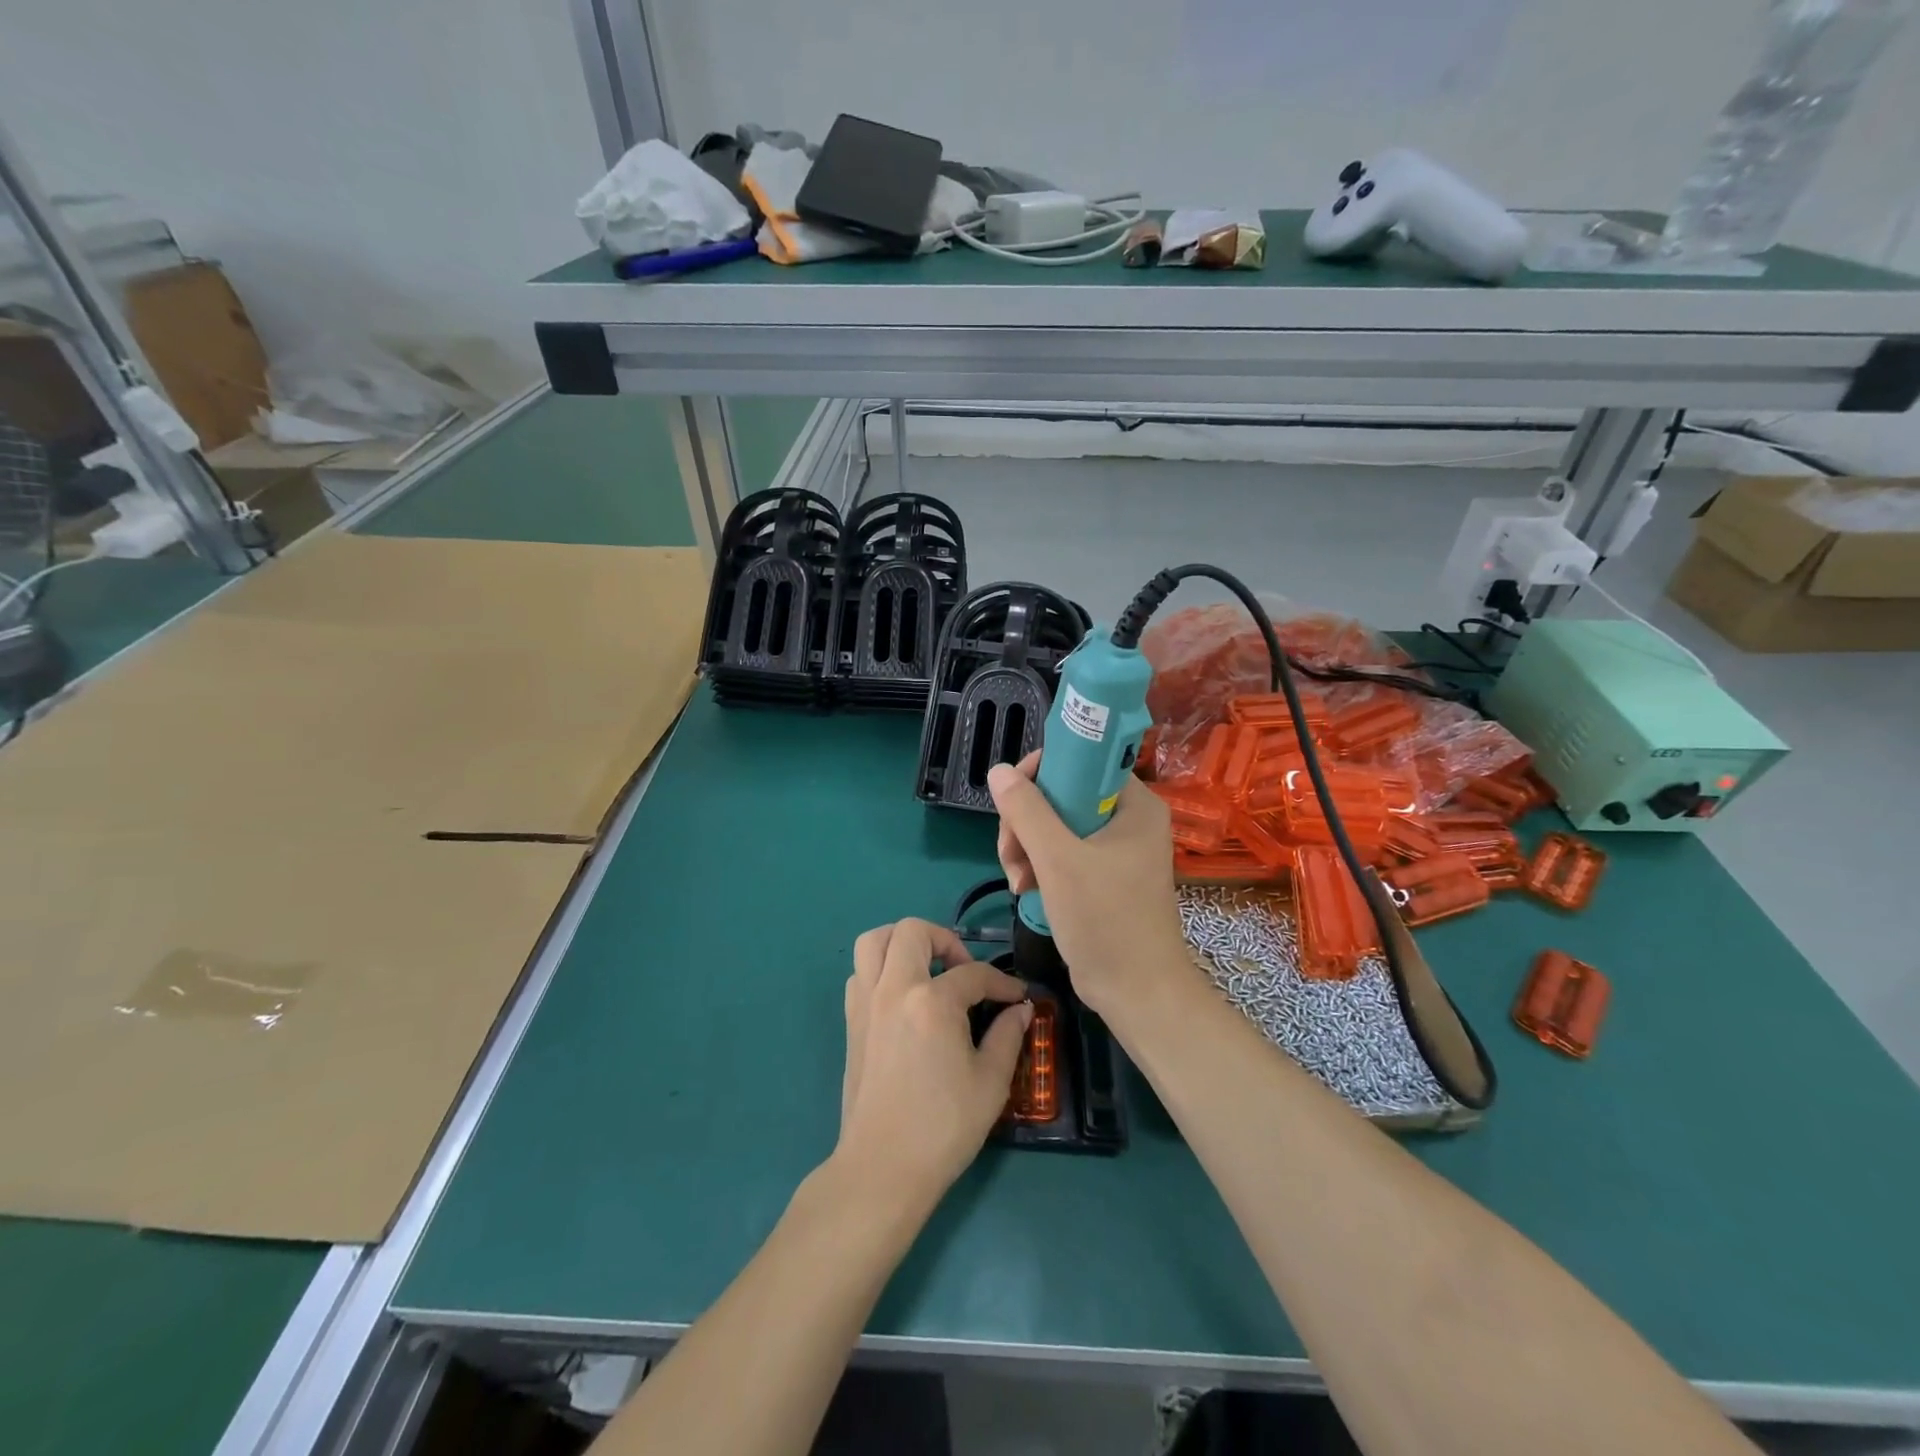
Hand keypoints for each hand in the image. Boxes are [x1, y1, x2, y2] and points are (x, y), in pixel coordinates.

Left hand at [836, 918, 1030, 1211]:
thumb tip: (1020, 1010)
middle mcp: (894, 989)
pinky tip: (903, 997)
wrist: (883, 1167)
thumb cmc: (943, 1126)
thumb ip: (1008, 1036)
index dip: (1002, 983)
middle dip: (945, 940)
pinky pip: (860, 972)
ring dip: (902, 943)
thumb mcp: (990, 1082)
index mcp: (932, 1002)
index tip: (1018, 998)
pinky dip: (881, 969)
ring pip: (874, 941)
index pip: (973, 974)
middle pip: (913, 931)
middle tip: (963, 969)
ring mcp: (866, 1002)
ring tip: (927, 968)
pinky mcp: (851, 1021)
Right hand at [987, 753, 1192, 1021]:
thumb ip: (1026, 811)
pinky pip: (1061, 852)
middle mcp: (1127, 819)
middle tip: (1011, 854)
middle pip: (1061, 794)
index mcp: (1134, 804)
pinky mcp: (1102, 875)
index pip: (1082, 761)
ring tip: (1017, 881)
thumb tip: (998, 770)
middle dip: (1026, 822)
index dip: (1041, 772)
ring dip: (1026, 848)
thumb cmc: (1105, 920)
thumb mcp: (1058, 860)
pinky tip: (1027, 890)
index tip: (1013, 800)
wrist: (1137, 992)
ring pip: (1054, 825)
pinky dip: (1039, 866)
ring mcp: (1115, 849)